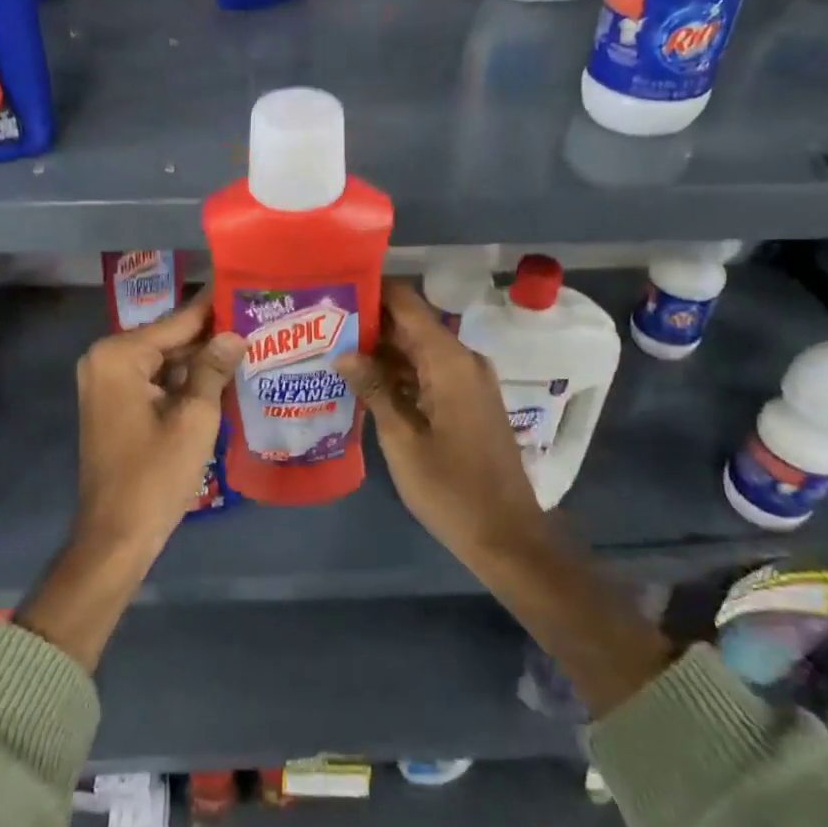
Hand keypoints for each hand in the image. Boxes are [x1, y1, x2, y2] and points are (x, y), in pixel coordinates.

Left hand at [74, 291, 245, 558]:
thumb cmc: (155, 476)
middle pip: (169, 339)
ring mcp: (106, 383)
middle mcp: (105, 359)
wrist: (116, 536)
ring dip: (200, 360)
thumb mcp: (195, 418)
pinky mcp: (113, 404)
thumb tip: (235, 334)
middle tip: (256, 320)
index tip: (245, 285)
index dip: (215, 307)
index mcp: (119, 355)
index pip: (178, 321)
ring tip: (249, 344)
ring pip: (164, 360)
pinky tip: (222, 377)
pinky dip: (184, 381)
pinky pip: (154, 380)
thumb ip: (214, 368)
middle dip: (210, 335)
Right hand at [338, 282, 668, 713]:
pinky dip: (399, 373)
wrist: (507, 535)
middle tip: (320, 326)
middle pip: (411, 324)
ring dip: (381, 350)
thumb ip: (374, 389)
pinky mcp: (468, 400)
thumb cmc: (450, 489)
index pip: (406, 303)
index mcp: (449, 361)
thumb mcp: (402, 440)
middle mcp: (463, 359)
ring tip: (331, 351)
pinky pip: (429, 371)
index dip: (371, 291)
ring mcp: (469, 380)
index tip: (332, 291)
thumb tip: (343, 352)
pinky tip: (363, 382)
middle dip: (368, 323)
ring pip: (418, 349)